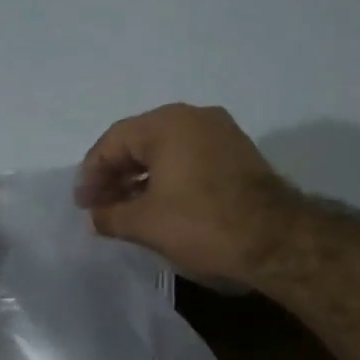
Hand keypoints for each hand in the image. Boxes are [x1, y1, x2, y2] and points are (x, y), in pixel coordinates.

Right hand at [75, 103, 299, 282]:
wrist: (277, 241)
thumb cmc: (201, 225)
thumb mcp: (145, 224)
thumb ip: (110, 216)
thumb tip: (94, 217)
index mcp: (167, 123)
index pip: (114, 141)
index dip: (92, 173)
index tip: (83, 204)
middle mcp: (195, 117)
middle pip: (140, 142)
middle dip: (116, 175)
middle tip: (100, 206)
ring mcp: (222, 134)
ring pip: (167, 152)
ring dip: (142, 179)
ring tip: (126, 210)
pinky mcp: (239, 155)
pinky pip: (190, 160)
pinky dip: (169, 180)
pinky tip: (159, 207)